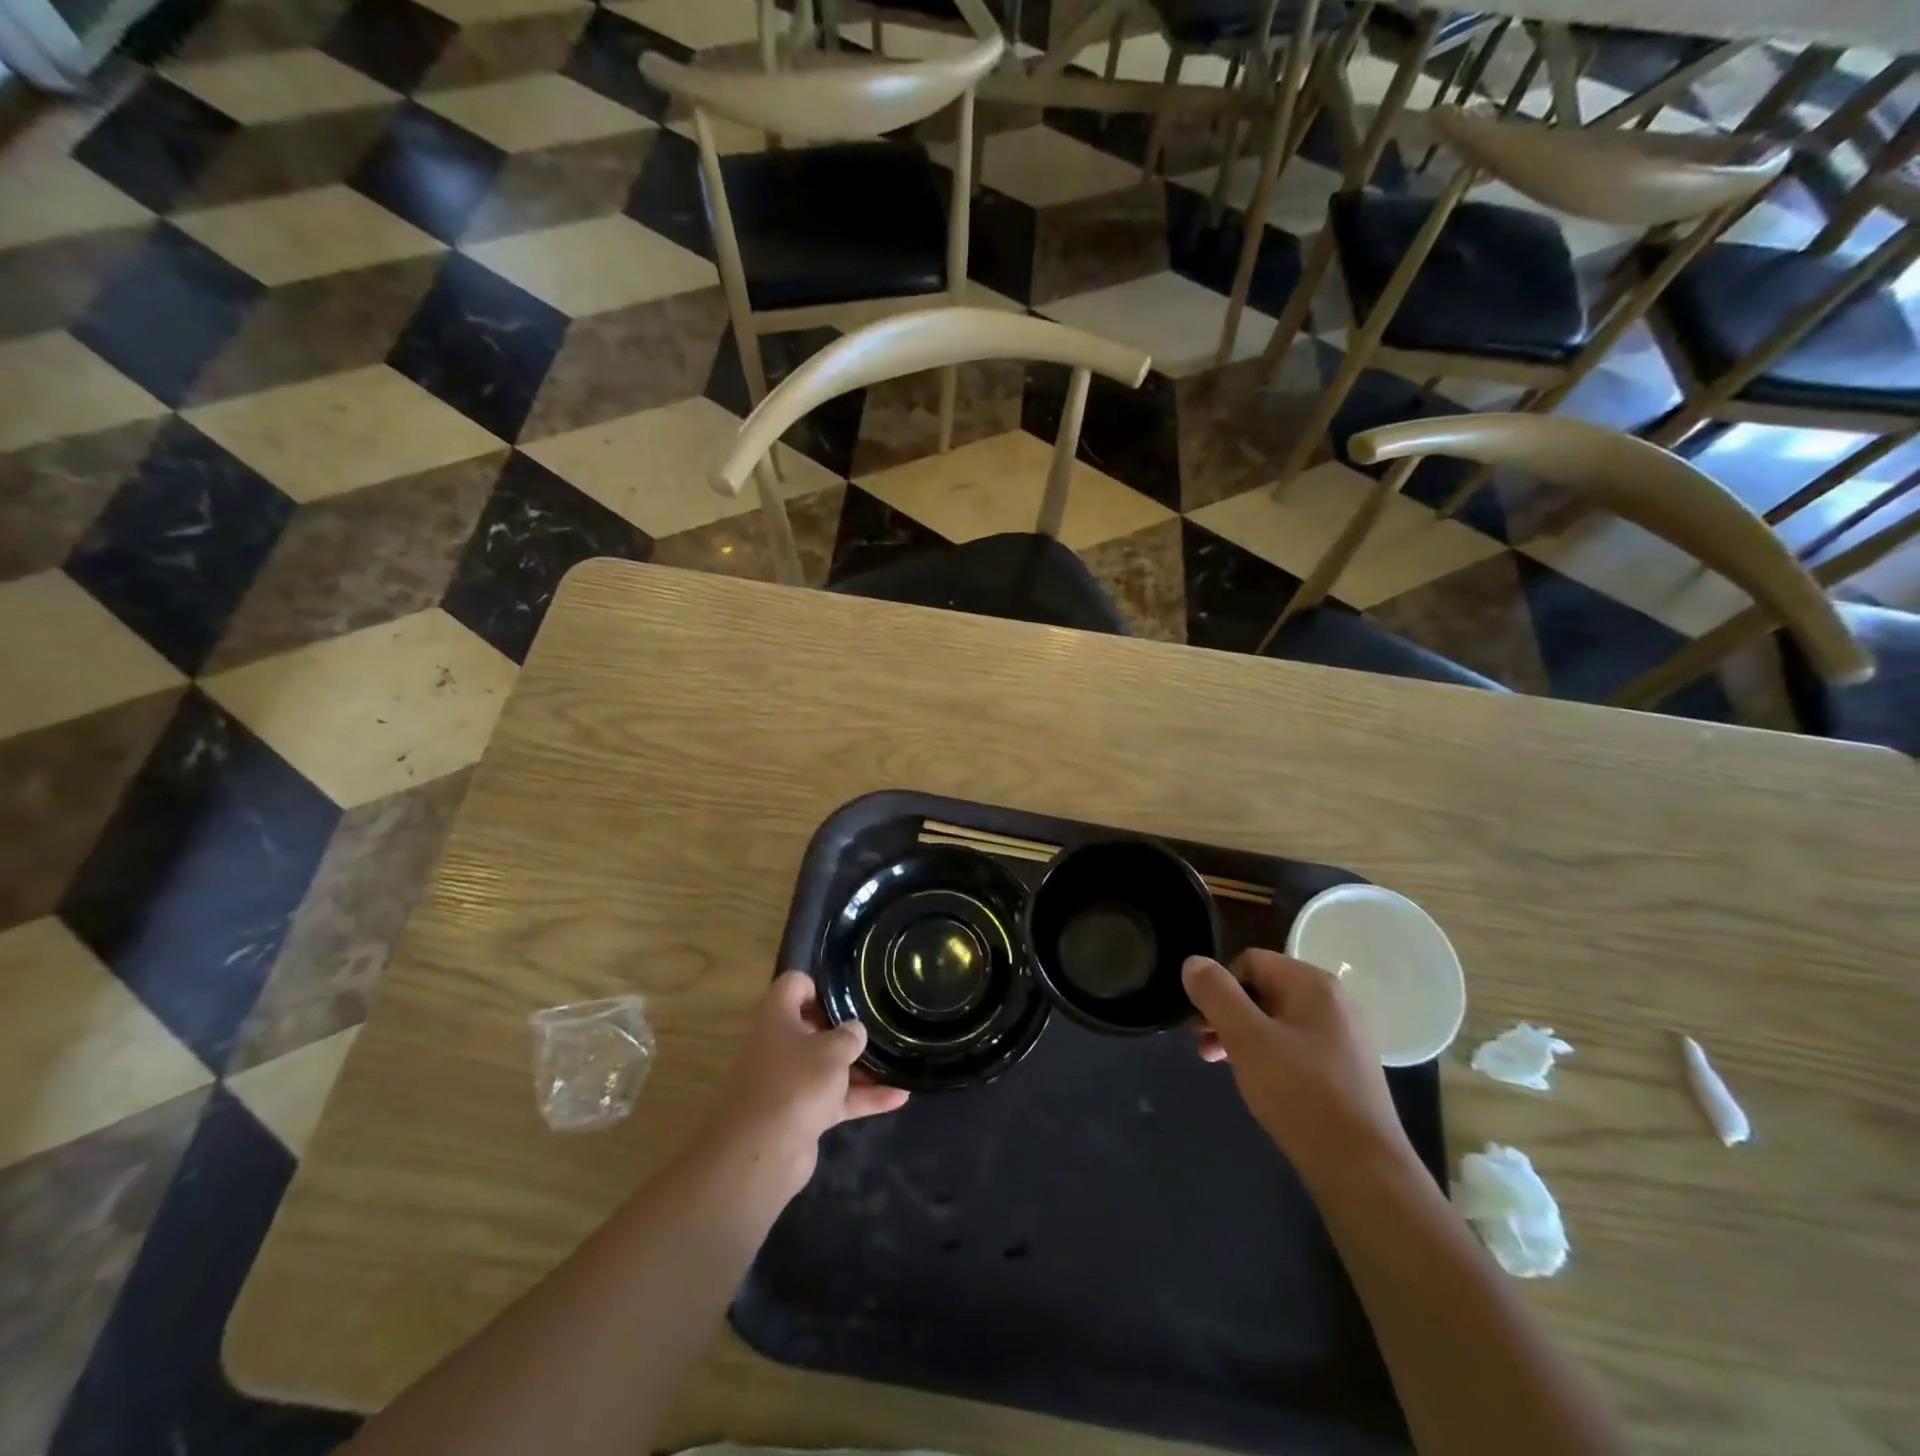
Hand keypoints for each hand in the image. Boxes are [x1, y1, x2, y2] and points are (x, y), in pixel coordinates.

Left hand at [708, 971, 908, 1200]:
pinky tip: (898, 1098)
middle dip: (845, 1029)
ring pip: (827, 1066)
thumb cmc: (795, 1083)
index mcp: (776, 1018)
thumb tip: (854, 1031)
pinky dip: (862, 1098)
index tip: (849, 995)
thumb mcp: (831, 1051)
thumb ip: (849, 1036)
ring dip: (860, 1067)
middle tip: (878, 1026)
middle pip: (813, 1027)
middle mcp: (778, 1046)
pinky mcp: (800, 1114)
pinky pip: (835, 1098)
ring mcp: (789, 1082)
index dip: (819, 985)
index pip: (794, 985)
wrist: (761, 1154)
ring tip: (898, 1061)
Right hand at [1182, 950, 1412, 1187]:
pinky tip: (1258, 1084)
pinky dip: (1269, 1056)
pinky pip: (1295, 1046)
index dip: (1219, 988)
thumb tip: (1192, 962)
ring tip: (1221, 1066)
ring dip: (1242, 1036)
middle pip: (1263, 989)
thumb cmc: (1300, 1094)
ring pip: (1277, 1020)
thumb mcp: (1246, 1038)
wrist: (1363, 1172)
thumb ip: (1216, 994)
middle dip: (1227, 1014)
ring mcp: (1344, 1036)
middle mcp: (1334, 1001)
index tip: (1202, 1024)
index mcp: (1314, 984)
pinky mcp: (1346, 1069)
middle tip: (1204, 1048)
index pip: (1250, 961)